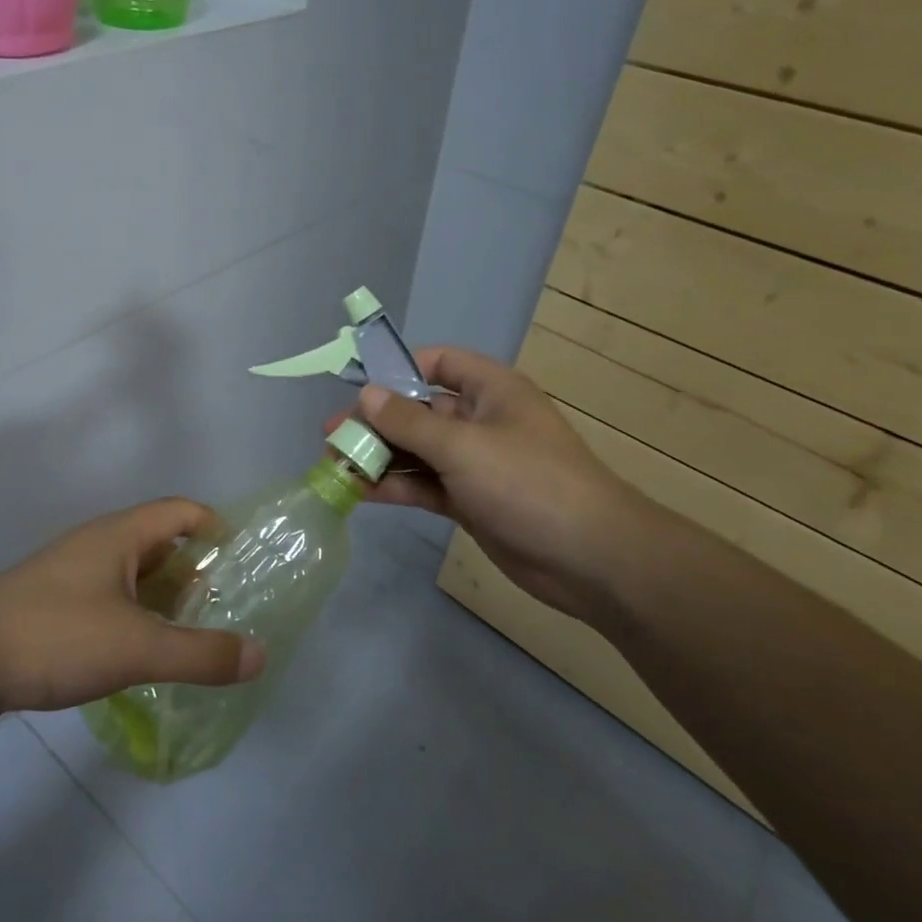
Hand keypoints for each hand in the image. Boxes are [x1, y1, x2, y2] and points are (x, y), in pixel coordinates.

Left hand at [0, 499, 265, 723]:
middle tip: (225, 611)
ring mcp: (71, 575)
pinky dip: (134, 620)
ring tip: (191, 638)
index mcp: (120, 535)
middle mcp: (97, 545)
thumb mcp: (137, 647)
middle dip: (194, 574)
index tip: (243, 562)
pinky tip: (140, 657)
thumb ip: (201, 653)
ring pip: (132, 578)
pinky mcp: (51, 606)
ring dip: (163, 601)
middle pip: (159, 545)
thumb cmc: (54, 635)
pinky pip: (108, 602)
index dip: (216, 527)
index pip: (182, 511)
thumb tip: (260, 654)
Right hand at [333, 347, 650, 623]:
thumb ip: (409, 422)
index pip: (438, 363)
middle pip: (419, 411)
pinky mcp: (470, 501)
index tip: (358, 385)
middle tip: (332, 436)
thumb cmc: (528, 483)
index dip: (399, 368)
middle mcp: (480, 421)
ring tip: (334, 466)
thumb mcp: (463, 447)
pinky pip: (424, 484)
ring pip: (417, 451)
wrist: (590, 559)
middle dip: (376, 421)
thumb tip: (365, 395)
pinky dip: (395, 486)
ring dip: (379, 457)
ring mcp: (475, 463)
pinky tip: (361, 492)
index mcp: (490, 390)